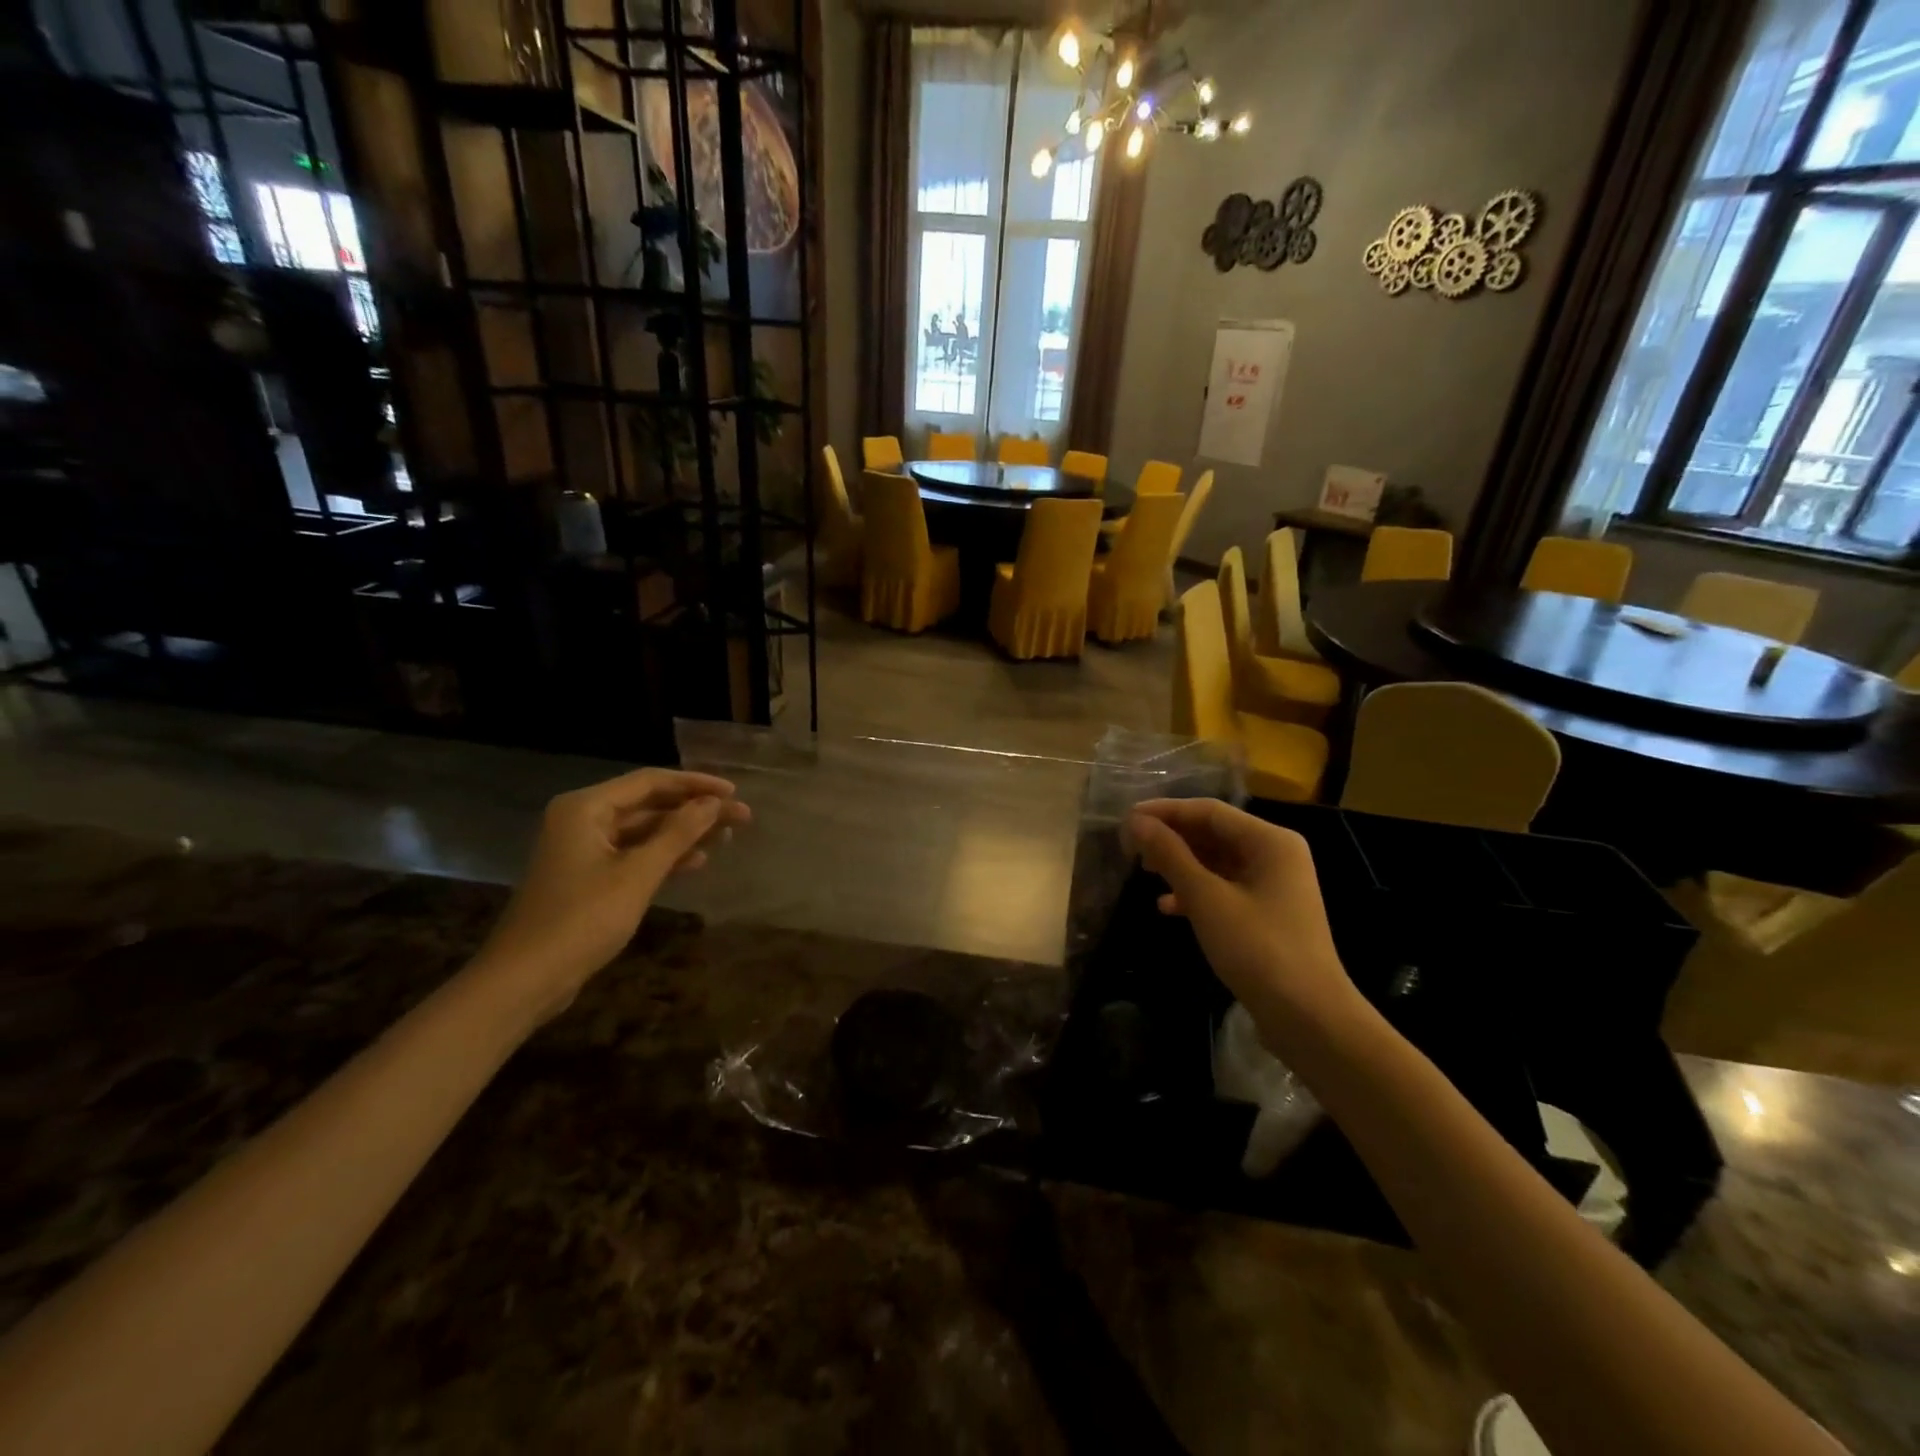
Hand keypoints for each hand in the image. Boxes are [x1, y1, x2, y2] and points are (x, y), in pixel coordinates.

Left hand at [475, 769, 751, 1018]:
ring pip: (643, 830)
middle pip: (648, 804)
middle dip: (694, 810)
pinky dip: (663, 855)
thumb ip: (678, 833)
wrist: (524, 979)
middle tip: (740, 817)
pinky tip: (696, 861)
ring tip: (726, 837)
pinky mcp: (586, 876)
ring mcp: (582, 848)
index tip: (735, 791)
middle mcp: (582, 819)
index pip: (650, 782)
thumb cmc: (582, 919)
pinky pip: (632, 853)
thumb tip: (713, 803)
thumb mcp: (638, 874)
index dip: (696, 785)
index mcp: (586, 808)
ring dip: (683, 833)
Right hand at [1127, 798, 1360, 1040]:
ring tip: (1144, 872)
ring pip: (1217, 861)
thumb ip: (1170, 855)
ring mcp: (1274, 885)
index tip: (1126, 820)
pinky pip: (1225, 888)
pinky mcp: (1268, 913)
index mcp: (1270, 841)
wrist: (1308, 1017)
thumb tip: (1136, 822)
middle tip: (1130, 848)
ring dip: (1180, 865)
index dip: (1165, 811)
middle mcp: (1276, 854)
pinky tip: (1168, 907)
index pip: (1209, 811)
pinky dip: (1196, 892)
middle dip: (1171, 838)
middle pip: (1214, 833)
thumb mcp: (1206, 898)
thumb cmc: (1258, 949)